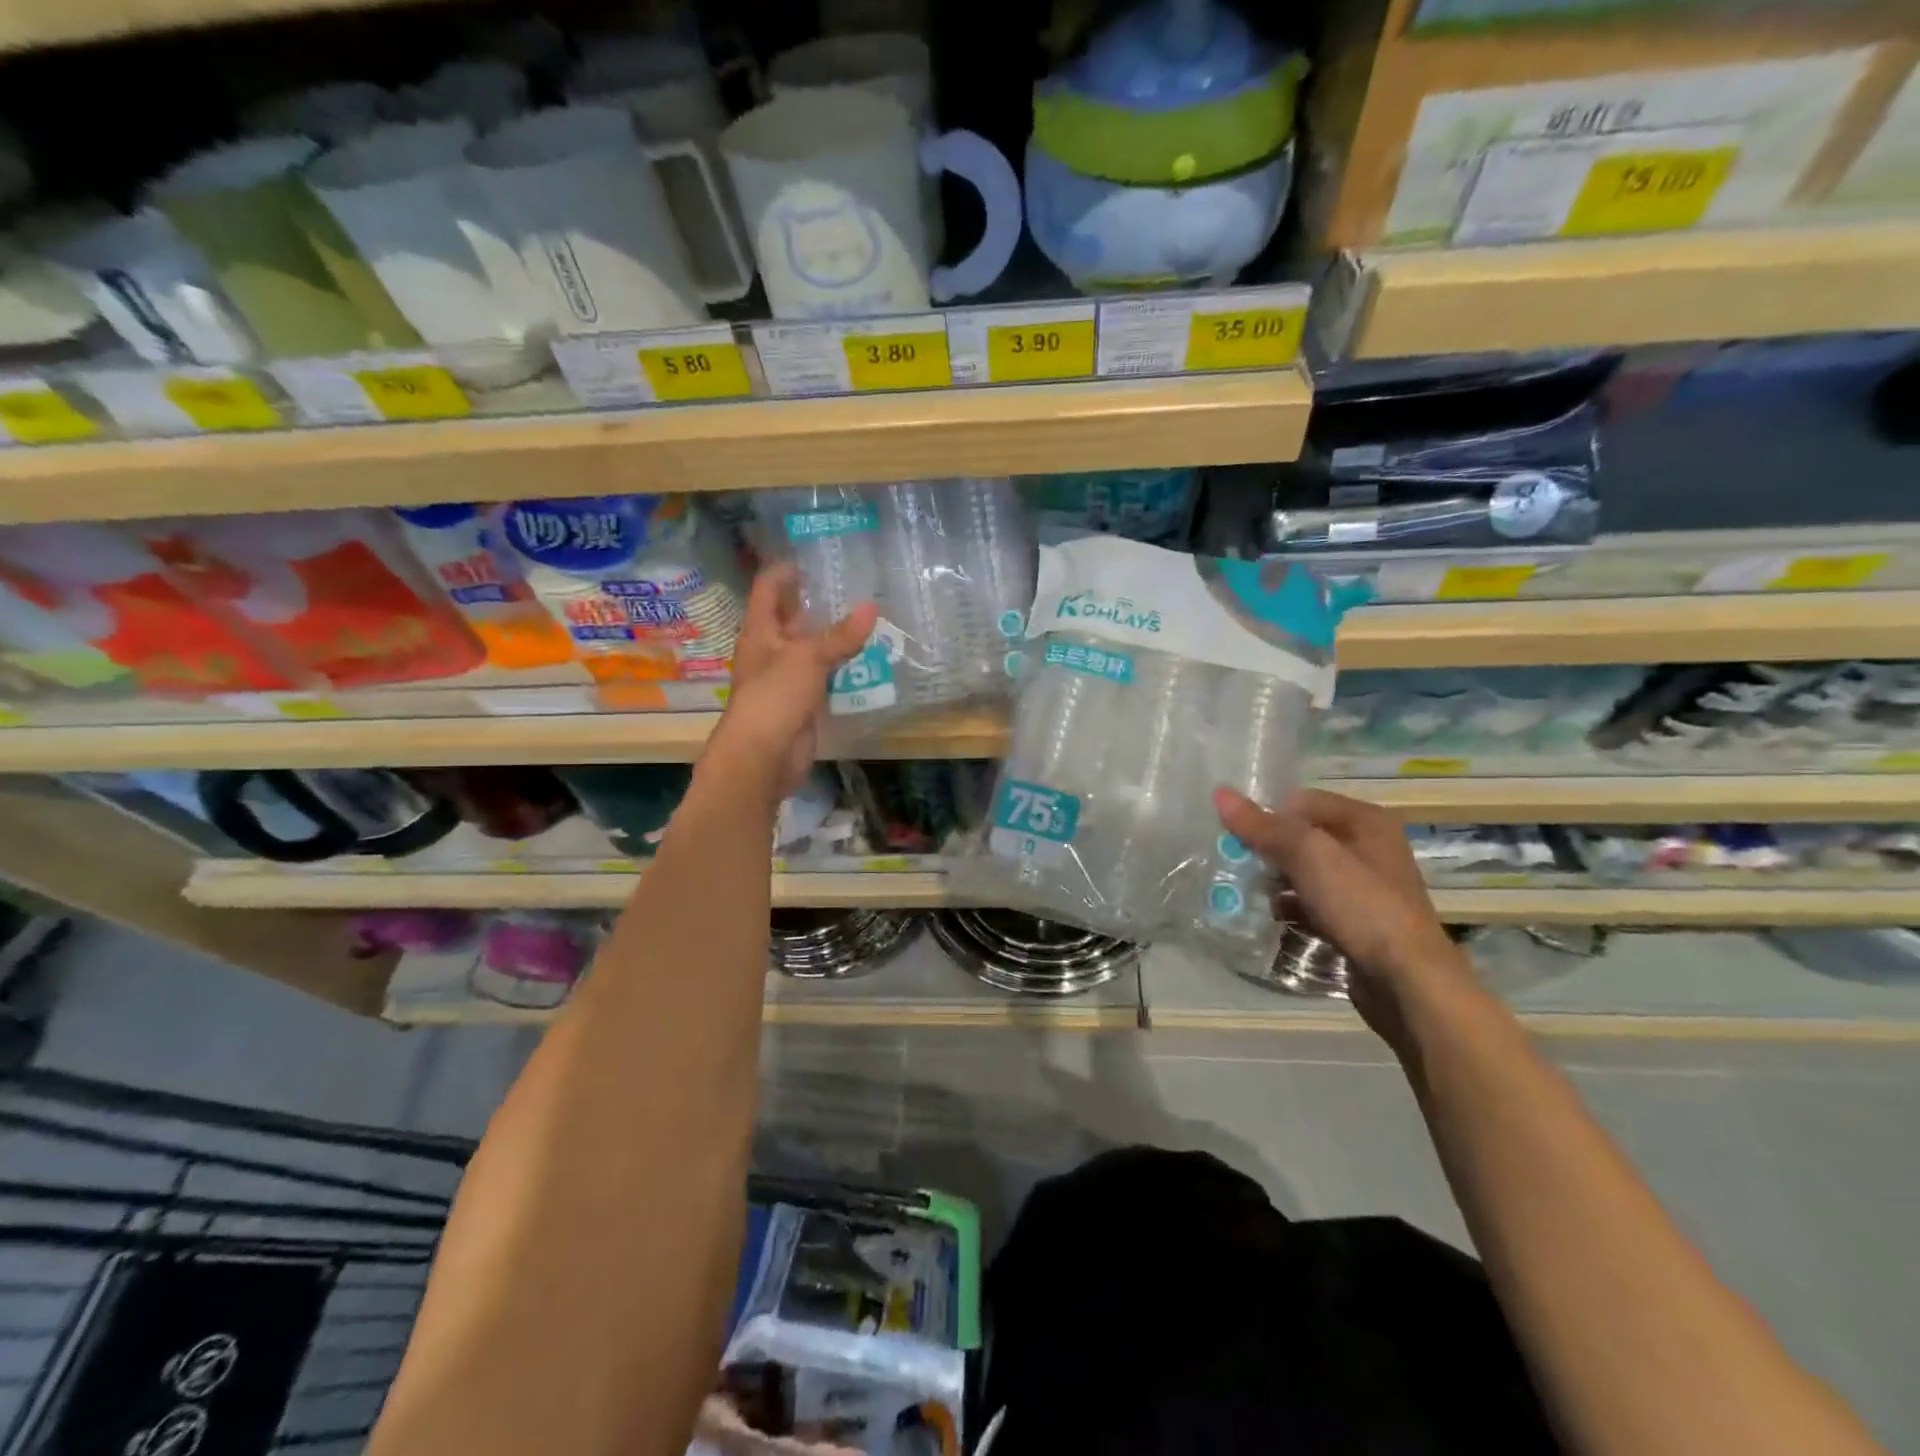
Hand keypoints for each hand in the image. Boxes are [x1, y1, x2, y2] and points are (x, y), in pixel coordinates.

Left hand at [708, 564, 877, 802]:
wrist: (763, 757)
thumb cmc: (774, 697)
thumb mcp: (807, 658)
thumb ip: (840, 635)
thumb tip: (872, 607)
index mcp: (760, 631)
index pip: (768, 589)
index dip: (786, 571)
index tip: (813, 558)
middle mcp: (770, 650)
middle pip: (792, 618)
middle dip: (818, 603)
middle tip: (853, 586)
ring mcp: (786, 678)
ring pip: (812, 649)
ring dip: (835, 637)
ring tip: (869, 617)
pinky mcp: (803, 703)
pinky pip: (824, 677)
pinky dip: (842, 667)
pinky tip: (868, 658)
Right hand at [1213, 786, 1473, 1048]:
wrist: (1407, 982)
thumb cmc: (1361, 905)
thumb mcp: (1308, 856)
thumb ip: (1263, 826)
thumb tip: (1220, 793)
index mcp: (1366, 821)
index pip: (1301, 801)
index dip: (1266, 813)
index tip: (1232, 833)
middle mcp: (1368, 848)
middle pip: (1302, 836)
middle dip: (1266, 849)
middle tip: (1232, 862)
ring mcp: (1364, 888)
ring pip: (1305, 872)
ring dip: (1274, 880)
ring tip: (1244, 890)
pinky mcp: (1357, 922)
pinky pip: (1313, 903)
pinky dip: (1291, 907)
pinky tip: (1271, 917)